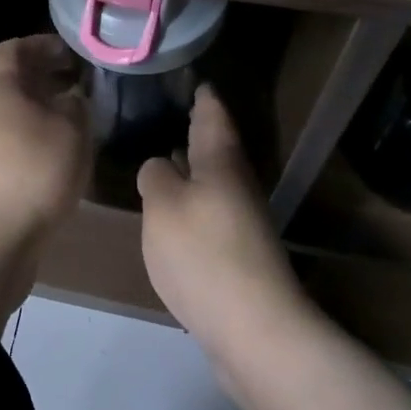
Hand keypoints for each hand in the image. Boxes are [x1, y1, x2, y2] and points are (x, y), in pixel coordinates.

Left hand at [0, 35, 91, 327]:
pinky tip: (67, 157)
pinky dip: (42, 141)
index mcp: (0, 90)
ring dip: (48, 112)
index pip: (14, 49)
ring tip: (83, 120)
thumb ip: (77, 108)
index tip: (73, 52)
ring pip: (19, 115)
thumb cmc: (32, 173)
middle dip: (50, 79)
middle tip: (85, 84)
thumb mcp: (70, 132)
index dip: (42, 44)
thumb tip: (73, 100)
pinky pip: (19, 145)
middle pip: (16, 83)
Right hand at [137, 84, 309, 353]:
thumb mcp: (163, 204)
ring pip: (214, 181)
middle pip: (217, 148)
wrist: (253, 328)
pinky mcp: (237, 254)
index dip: (204, 97)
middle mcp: (236, 185)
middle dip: (198, 130)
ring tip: (169, 155)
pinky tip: (175, 211)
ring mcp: (241, 222)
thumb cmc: (203, 253)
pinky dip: (193, 200)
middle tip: (175, 113)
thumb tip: (161, 167)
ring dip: (194, 166)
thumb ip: (156, 176)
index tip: (197, 81)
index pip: (213, 117)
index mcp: (220, 163)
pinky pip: (211, 211)